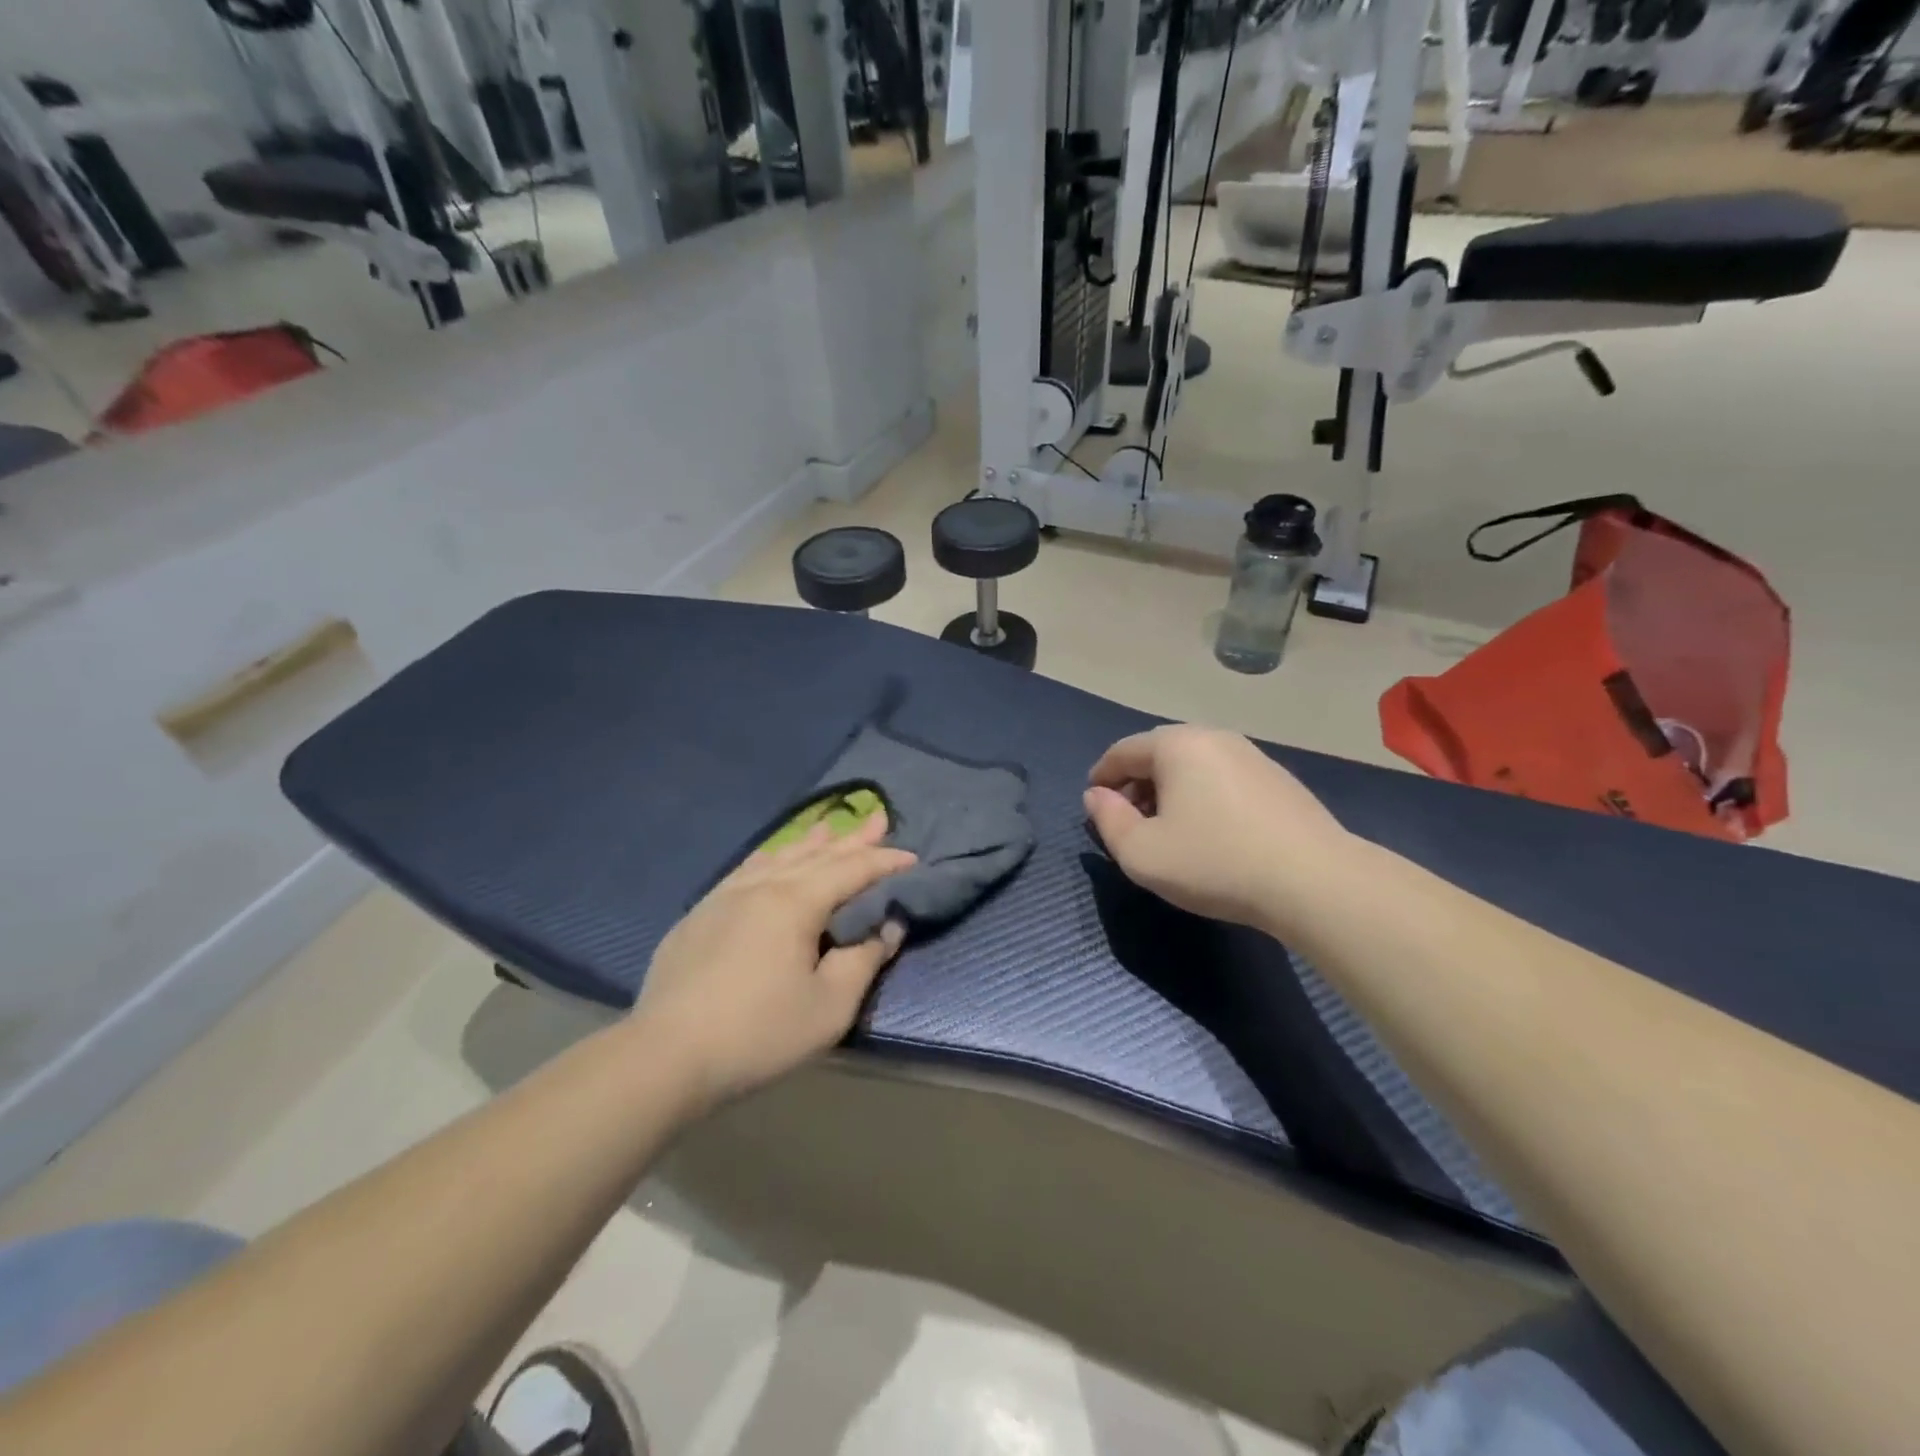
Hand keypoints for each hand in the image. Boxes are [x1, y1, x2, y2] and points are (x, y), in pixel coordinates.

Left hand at [632, 814, 915, 1111]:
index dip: (885, 862)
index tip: (913, 858)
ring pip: (777, 856)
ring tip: (828, 827)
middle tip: (878, 819)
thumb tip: (888, 926)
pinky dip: (771, 857)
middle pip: (816, 854)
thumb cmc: (758, 1033)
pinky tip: (770, 858)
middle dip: (852, 839)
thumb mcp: (829, 1006)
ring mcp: (725, 895)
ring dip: (809, 842)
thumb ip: (864, 960)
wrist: (665, 1055)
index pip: (851, 870)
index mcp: (795, 902)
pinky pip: (746, 869)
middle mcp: (761, 885)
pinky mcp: (700, 913)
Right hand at [1084, 725, 1349, 930]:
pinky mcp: (1278, 779)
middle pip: (1158, 754)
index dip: (1101, 777)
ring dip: (1169, 791)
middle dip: (1136, 785)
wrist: (1314, 881)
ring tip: (1167, 830)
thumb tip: (1097, 796)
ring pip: (1193, 766)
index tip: (1093, 804)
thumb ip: (1107, 820)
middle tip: (1128, 822)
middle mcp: (1213, 737)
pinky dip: (1202, 796)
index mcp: (1177, 745)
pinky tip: (1209, 832)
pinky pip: (1222, 778)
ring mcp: (1251, 755)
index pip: (1122, 751)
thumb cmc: (1215, 862)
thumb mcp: (1141, 853)